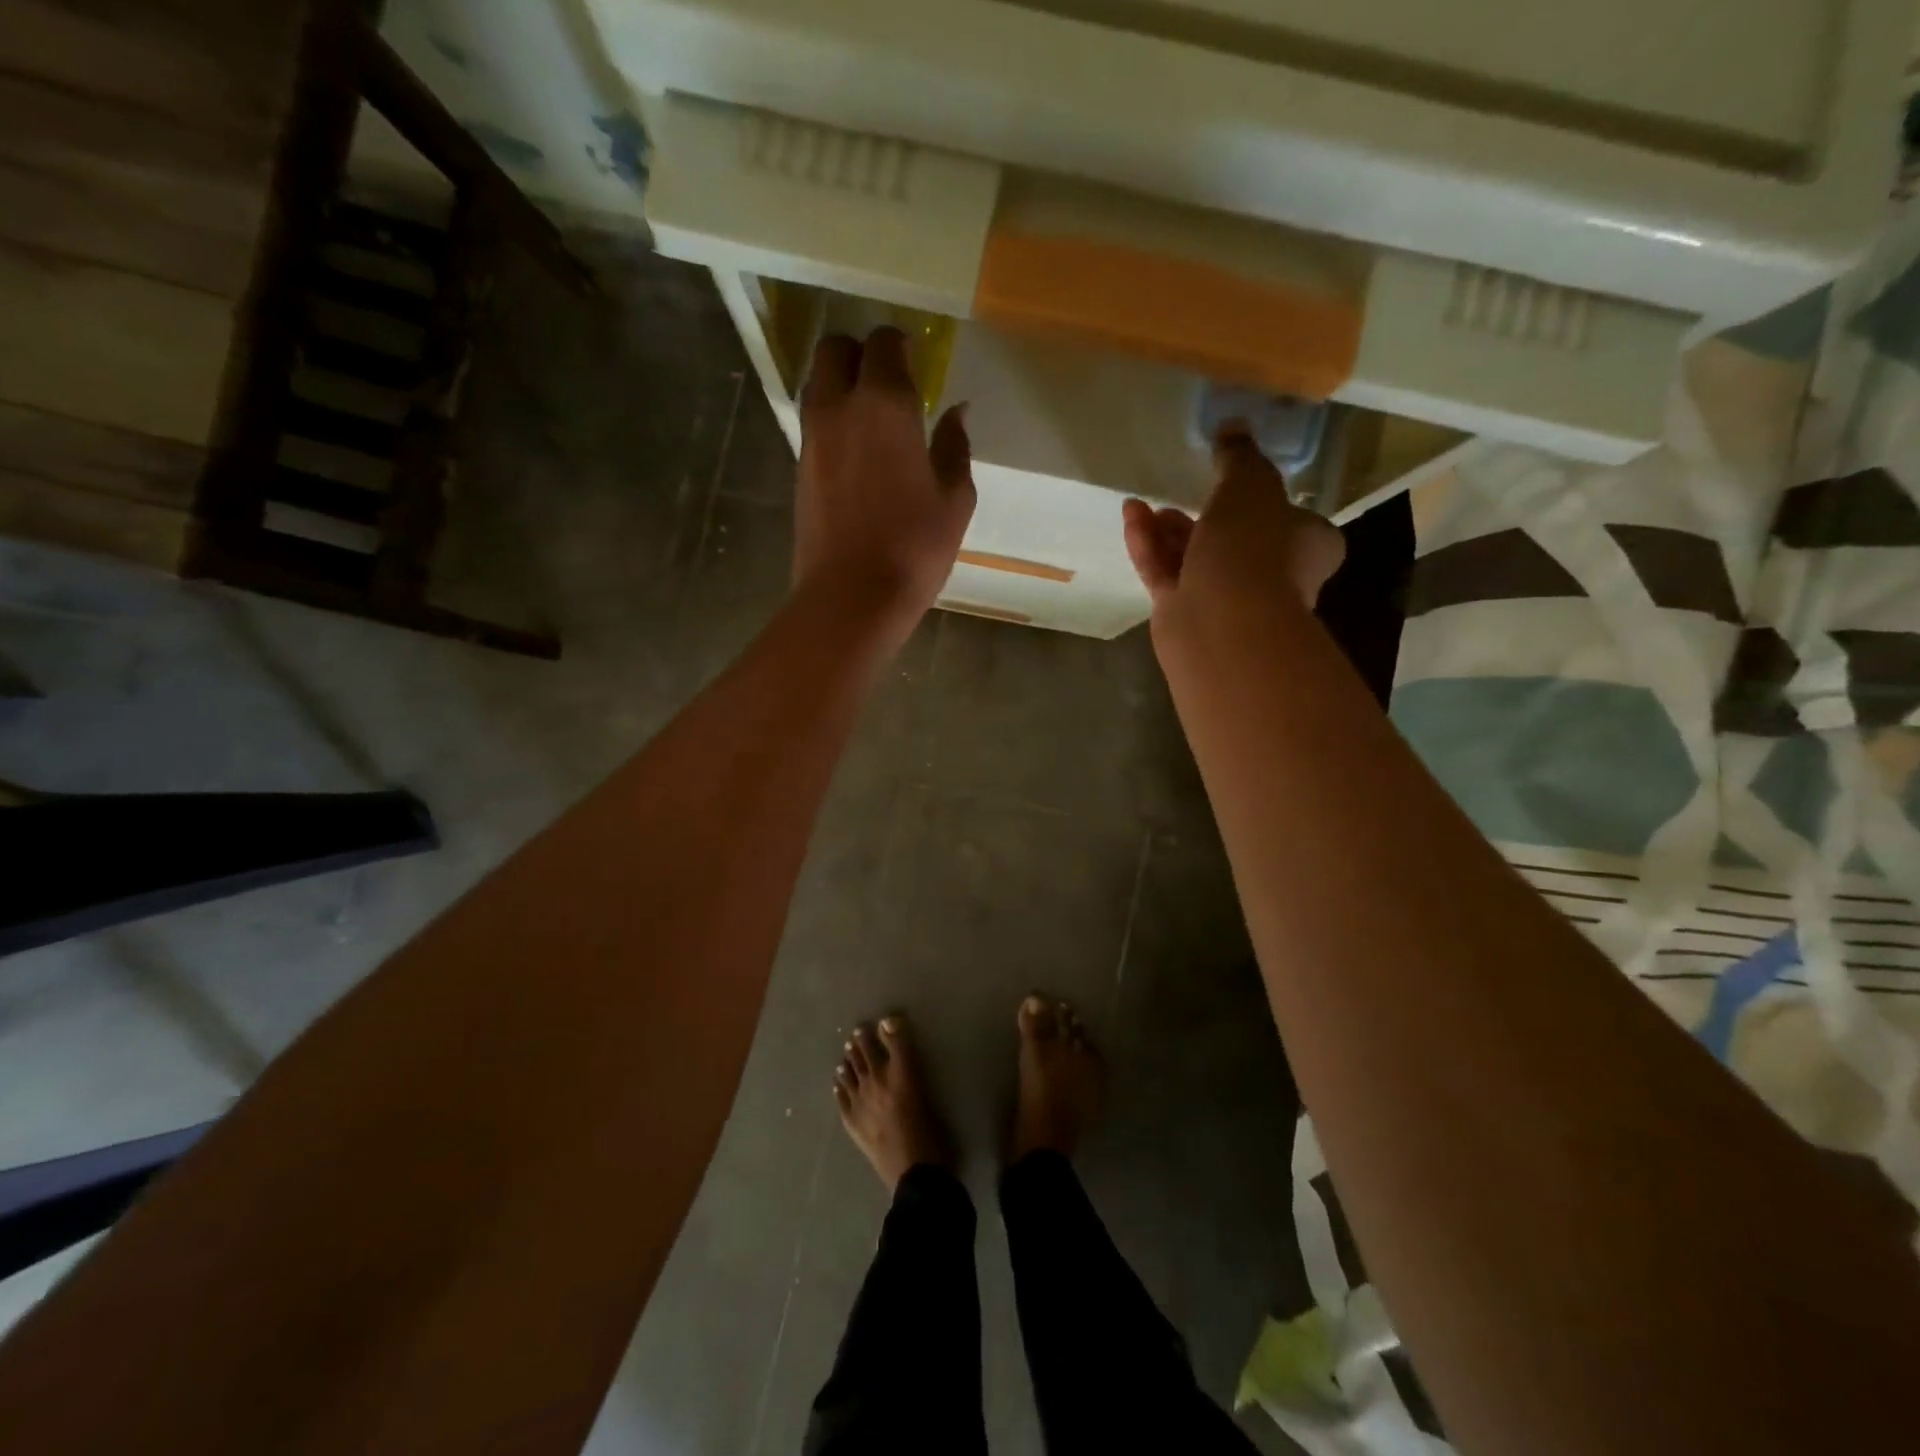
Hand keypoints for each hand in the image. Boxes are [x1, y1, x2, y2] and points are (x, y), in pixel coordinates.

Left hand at [793, 328, 974, 636]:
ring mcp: (812, 438)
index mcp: (884, 404)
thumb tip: (956, 413)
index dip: (901, 346)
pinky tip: (857, 452)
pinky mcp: (799, 469)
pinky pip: (814, 423)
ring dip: (841, 384)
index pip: (884, 343)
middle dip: (861, 353)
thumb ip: (954, 447)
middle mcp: (839, 407)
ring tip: (871, 416)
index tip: (918, 362)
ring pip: (817, 384)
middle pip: (835, 349)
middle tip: (889, 380)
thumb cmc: (913, 548)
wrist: (851, 598)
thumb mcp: (954, 499)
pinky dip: (833, 421)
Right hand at [1122, 426, 1344, 629]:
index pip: (1291, 519)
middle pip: (1236, 539)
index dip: (1264, 499)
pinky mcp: (1187, 614)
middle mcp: (1273, 575)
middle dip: (1204, 515)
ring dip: (1170, 531)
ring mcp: (1227, 599)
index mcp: (1306, 544)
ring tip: (1144, 506)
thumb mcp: (1250, 483)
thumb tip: (1233, 428)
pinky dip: (1150, 547)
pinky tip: (1131, 518)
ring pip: (1196, 558)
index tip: (1234, 480)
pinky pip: (1167, 574)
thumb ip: (1239, 456)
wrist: (1223, 622)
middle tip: (1179, 493)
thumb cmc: (1253, 547)